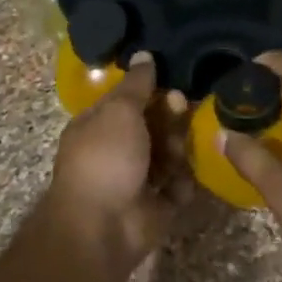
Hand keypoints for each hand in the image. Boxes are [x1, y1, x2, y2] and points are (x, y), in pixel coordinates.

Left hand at [45, 55, 189, 276]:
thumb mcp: (119, 111)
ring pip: (169, 154)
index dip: (151, 90)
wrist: (102, 227)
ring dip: (177, 150)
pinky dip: (181, 185)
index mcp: (99, 125)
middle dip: (170, 118)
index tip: (171, 84)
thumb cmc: (105, 159)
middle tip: (182, 109)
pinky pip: (177, 187)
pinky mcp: (156, 206)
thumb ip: (136, 84)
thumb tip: (144, 54)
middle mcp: (117, 150)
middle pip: (154, 125)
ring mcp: (136, 179)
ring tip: (176, 154)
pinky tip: (178, 184)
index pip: (129, 100)